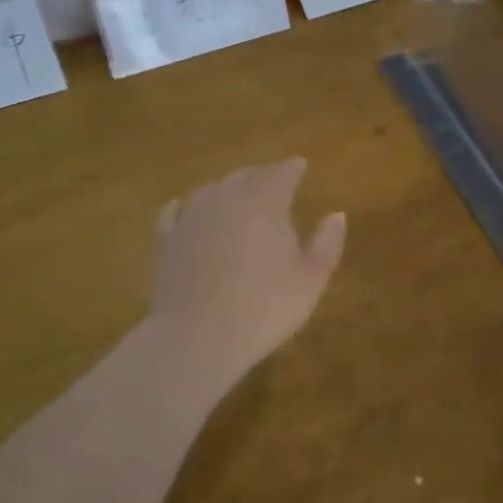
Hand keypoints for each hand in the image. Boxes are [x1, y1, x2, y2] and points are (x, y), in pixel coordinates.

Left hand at [148, 159, 345, 384]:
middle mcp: (226, 198)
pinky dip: (186, 207)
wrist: (197, 337)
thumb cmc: (264, 307)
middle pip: (246, 176)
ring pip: (212, 190)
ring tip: (236, 198)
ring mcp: (191, 216)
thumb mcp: (311, 280)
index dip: (293, 168)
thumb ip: (327, 243)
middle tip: (272, 183)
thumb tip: (337, 215)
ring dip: (227, 190)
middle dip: (261, 176)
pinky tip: (185, 210)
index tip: (300, 165)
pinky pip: (176, 212)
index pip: (281, 173)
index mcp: (265, 202)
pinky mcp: (165, 239)